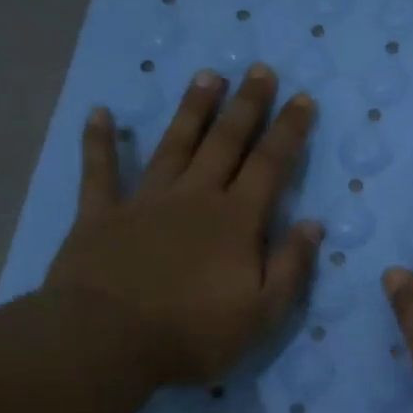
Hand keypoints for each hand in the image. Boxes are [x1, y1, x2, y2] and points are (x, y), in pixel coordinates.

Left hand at [46, 63, 323, 386]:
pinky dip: (99, 142)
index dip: (288, 131)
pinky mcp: (101, 215)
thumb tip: (312, 225)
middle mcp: (194, 198)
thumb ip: (290, 267)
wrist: (109, 342)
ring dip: (192, 110)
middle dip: (247, 106)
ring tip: (208, 76)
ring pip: (174, 145)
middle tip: (259, 70)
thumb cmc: (195, 333)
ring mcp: (144, 202)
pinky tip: (101, 113)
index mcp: (236, 221)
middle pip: (226, 143)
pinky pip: (100, 171)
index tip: (302, 99)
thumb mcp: (262, 313)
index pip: (270, 166)